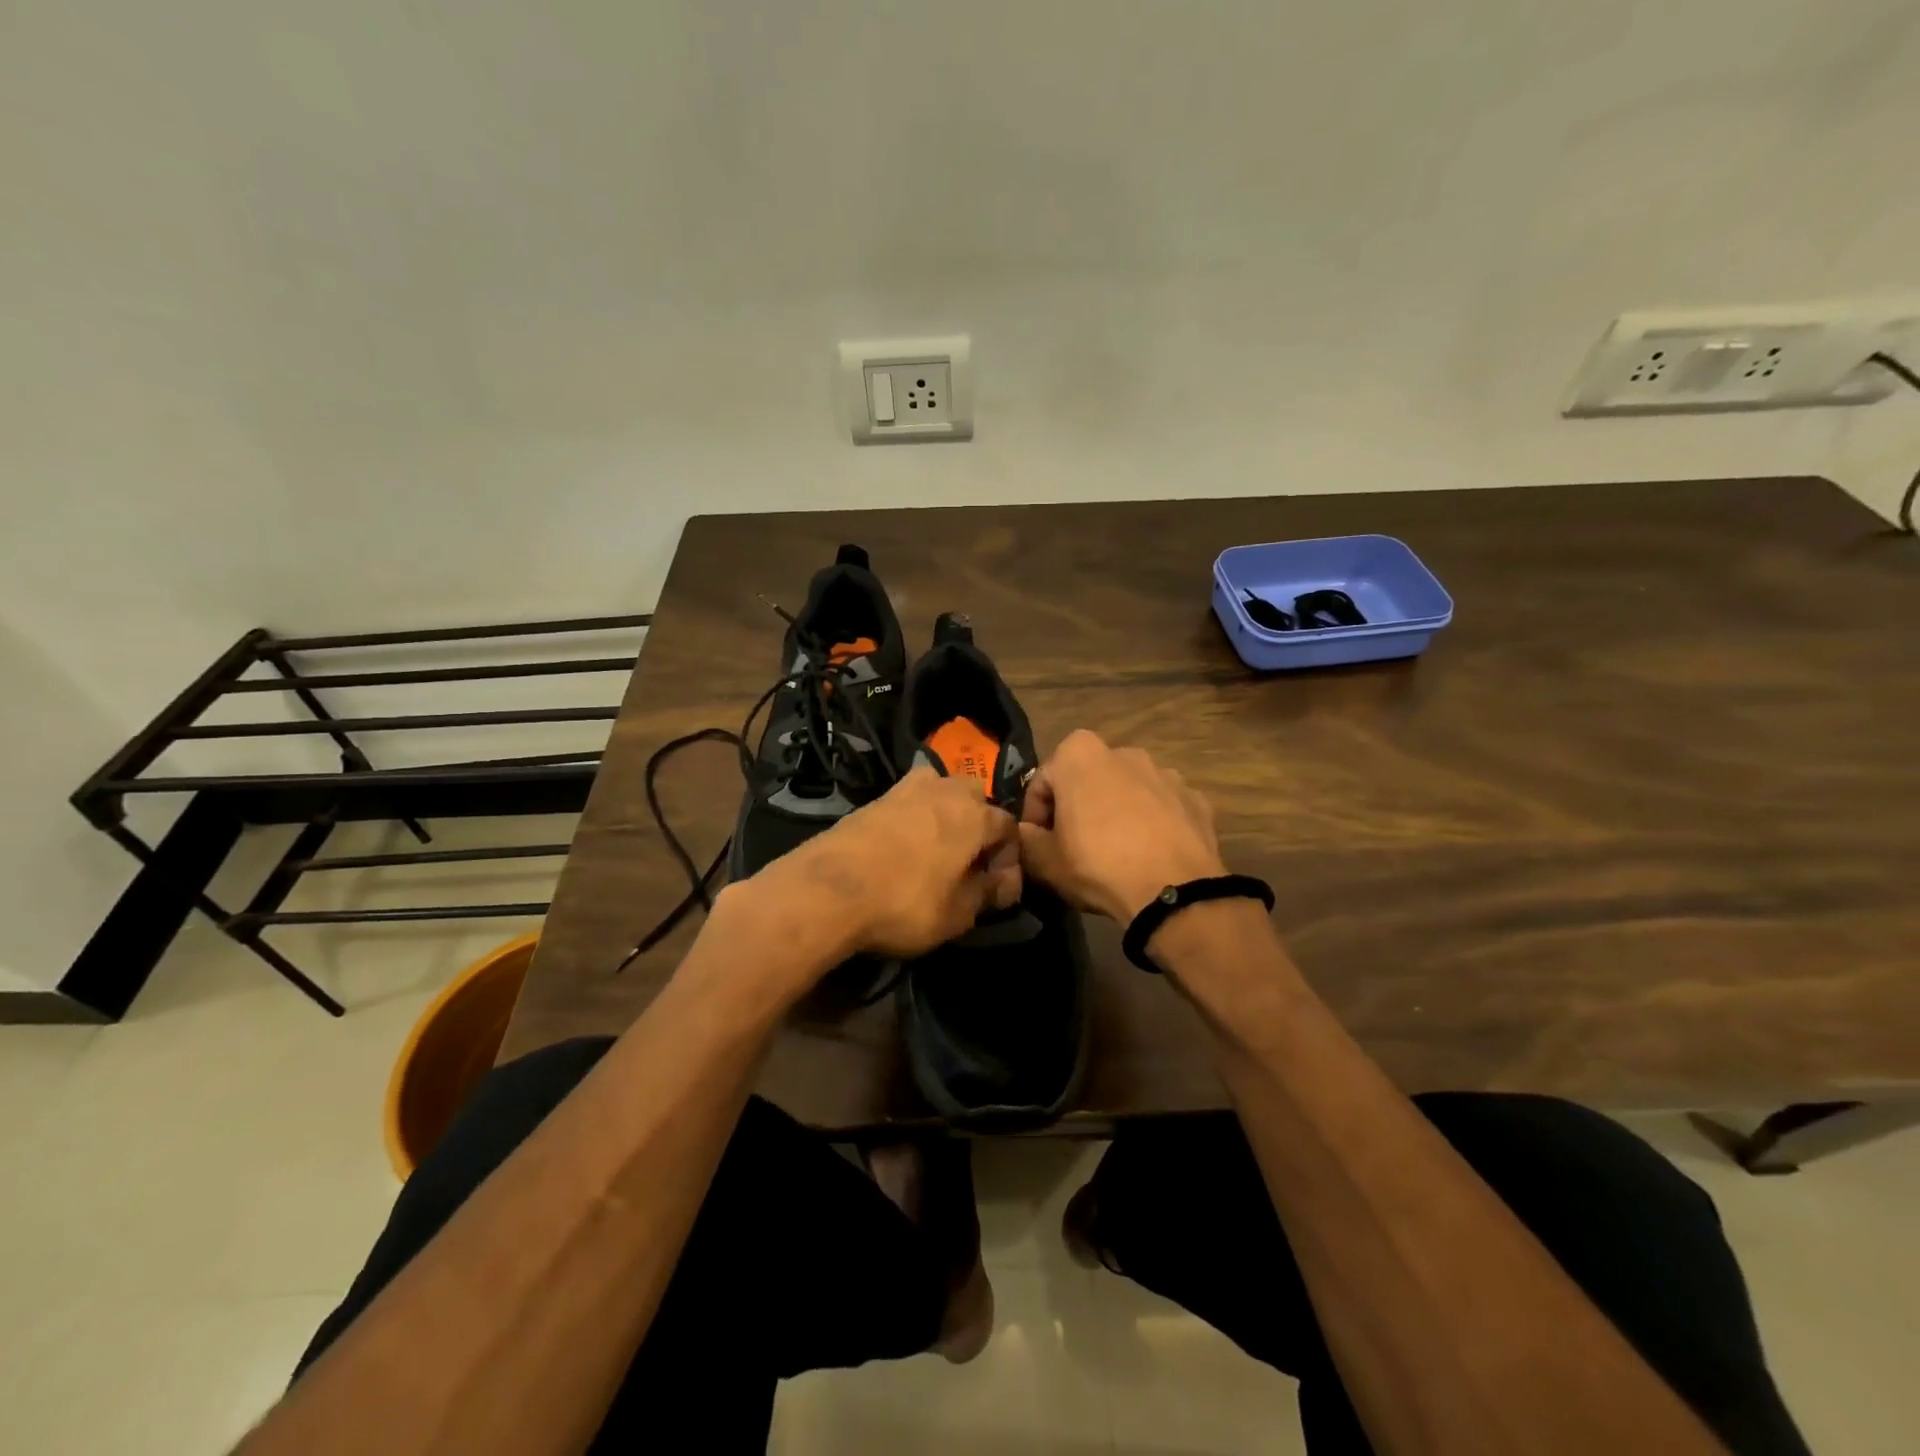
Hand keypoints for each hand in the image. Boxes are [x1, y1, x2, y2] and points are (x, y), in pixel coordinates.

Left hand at [776, 767, 1021, 957]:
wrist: (829, 888)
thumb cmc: (905, 903)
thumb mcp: (958, 914)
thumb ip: (987, 894)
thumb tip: (1002, 884)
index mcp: (975, 815)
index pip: (1009, 827)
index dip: (1010, 859)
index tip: (999, 890)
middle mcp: (945, 791)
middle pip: (976, 797)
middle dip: (980, 825)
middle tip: (971, 862)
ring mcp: (907, 789)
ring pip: (941, 789)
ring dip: (948, 812)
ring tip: (939, 847)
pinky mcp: (876, 798)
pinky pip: (910, 799)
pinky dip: (917, 815)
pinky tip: (908, 843)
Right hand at [1018, 730, 1226, 921]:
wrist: (1173, 892)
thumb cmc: (1097, 865)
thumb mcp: (1043, 860)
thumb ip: (1024, 839)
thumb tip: (1024, 832)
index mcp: (1079, 754)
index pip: (1042, 783)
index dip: (1035, 816)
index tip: (1039, 844)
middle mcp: (1124, 752)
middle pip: (1087, 781)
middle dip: (1078, 808)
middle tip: (1074, 848)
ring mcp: (1165, 773)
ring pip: (1128, 792)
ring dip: (1117, 813)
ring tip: (1115, 854)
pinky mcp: (1196, 799)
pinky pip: (1163, 809)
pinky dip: (1154, 825)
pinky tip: (1149, 856)